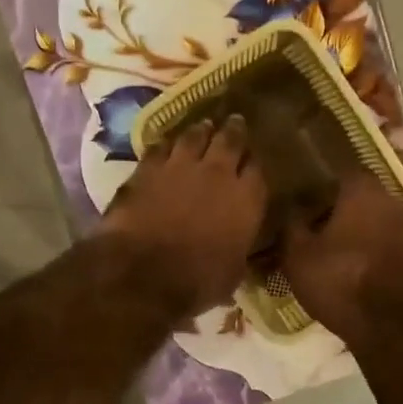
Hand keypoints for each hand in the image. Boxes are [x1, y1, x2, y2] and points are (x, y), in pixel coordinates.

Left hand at [98, 115, 266, 317]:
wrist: (144, 272)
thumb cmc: (197, 281)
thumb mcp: (233, 272)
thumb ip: (238, 246)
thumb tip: (238, 244)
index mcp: (247, 199)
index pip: (258, 169)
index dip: (255, 163)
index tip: (253, 160)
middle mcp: (219, 173)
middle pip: (230, 140)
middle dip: (234, 130)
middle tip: (235, 122)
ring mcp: (181, 165)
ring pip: (195, 135)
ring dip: (200, 130)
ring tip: (203, 126)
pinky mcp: (148, 168)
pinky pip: (160, 146)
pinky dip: (166, 144)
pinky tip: (166, 144)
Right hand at [279, 170, 402, 344]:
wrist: (392, 327)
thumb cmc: (341, 281)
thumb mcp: (298, 254)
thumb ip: (291, 223)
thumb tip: (290, 205)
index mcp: (362, 190)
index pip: (337, 169)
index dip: (316, 180)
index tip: (300, 194)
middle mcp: (391, 199)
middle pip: (357, 194)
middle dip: (335, 206)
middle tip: (310, 223)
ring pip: (373, 218)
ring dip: (354, 228)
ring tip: (329, 247)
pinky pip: (385, 241)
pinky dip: (370, 247)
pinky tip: (351, 265)